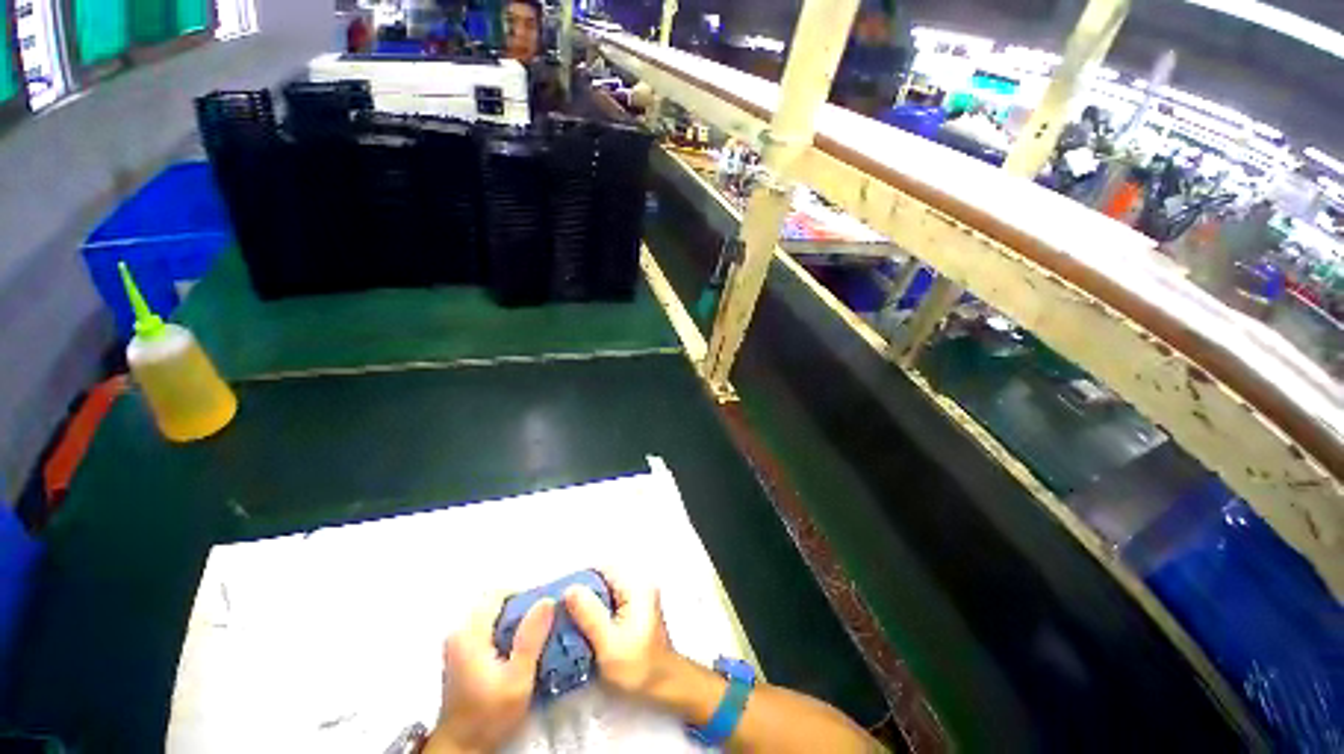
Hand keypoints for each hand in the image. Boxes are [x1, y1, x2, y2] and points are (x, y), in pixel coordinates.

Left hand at [426, 593, 554, 753]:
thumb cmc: (489, 715)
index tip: (544, 608)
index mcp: (469, 633)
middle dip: (522, 608)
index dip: (524, 594)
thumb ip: (531, 638)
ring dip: (515, 621)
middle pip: (495, 603)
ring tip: (536, 636)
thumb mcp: (518, 679)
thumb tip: (548, 600)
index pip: (498, 593)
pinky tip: (519, 650)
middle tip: (544, 623)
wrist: (462, 748)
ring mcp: (458, 643)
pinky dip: (506, 632)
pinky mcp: (461, 654)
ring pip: (493, 616)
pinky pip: (488, 629)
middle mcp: (459, 632)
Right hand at [564, 570, 676, 699]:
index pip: (601, 569)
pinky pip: (608, 603)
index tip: (556, 595)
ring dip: (585, 604)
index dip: (578, 579)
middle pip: (601, 579)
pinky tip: (580, 629)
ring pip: (603, 592)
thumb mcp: (609, 644)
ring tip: (563, 620)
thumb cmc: (638, 667)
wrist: (664, 686)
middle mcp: (638, 585)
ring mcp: (637, 597)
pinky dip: (594, 613)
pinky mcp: (633, 611)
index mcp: (636, 586)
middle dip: (579, 593)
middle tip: (556, 611)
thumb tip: (570, 589)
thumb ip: (590, 615)